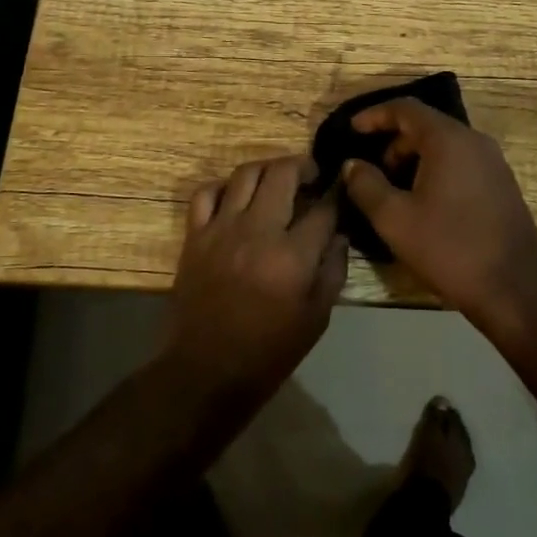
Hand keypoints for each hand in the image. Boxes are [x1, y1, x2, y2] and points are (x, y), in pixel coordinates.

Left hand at [163, 155, 346, 405]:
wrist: (206, 370)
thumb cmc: (268, 351)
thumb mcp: (316, 318)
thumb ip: (332, 270)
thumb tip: (338, 235)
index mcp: (292, 255)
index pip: (323, 209)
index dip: (337, 195)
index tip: (341, 191)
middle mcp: (257, 231)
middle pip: (283, 174)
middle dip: (304, 166)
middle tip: (312, 175)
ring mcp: (221, 229)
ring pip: (246, 173)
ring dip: (268, 168)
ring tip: (278, 179)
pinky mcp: (195, 235)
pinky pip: (206, 192)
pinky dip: (224, 186)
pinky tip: (236, 197)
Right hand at [341, 100, 536, 352]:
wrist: (516, 289)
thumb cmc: (450, 248)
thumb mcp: (394, 219)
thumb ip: (366, 185)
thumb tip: (352, 165)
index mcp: (448, 140)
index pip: (405, 108)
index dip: (374, 115)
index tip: (351, 130)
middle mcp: (474, 141)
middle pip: (425, 126)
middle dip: (392, 143)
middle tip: (371, 173)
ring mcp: (493, 163)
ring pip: (443, 146)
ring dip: (413, 160)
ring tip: (393, 193)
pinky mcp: (501, 185)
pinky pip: (459, 163)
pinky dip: (435, 171)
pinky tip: (422, 205)